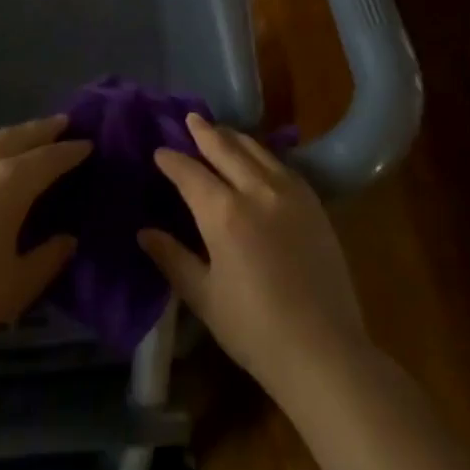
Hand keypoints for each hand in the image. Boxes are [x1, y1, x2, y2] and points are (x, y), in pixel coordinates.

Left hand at [0, 116, 89, 363]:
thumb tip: (68, 238)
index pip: (51, 158)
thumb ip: (48, 258)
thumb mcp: (16, 287)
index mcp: (11, 183)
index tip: (88, 144)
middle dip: (46, 130)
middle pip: (22, 135)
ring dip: (14, 133)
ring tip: (26, 134)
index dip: (72, 151)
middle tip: (65, 123)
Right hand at [139, 113, 364, 396]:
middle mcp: (256, 190)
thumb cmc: (255, 330)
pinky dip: (262, 153)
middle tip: (190, 118)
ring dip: (234, 137)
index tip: (159, 152)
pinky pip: (282, 164)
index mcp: (224, 213)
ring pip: (256, 150)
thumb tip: (144, 232)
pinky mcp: (313, 203)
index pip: (190, 173)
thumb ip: (173, 259)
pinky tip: (258, 156)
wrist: (324, 351)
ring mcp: (289, 192)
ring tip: (220, 131)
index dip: (172, 160)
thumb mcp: (205, 297)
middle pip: (225, 149)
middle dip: (204, 132)